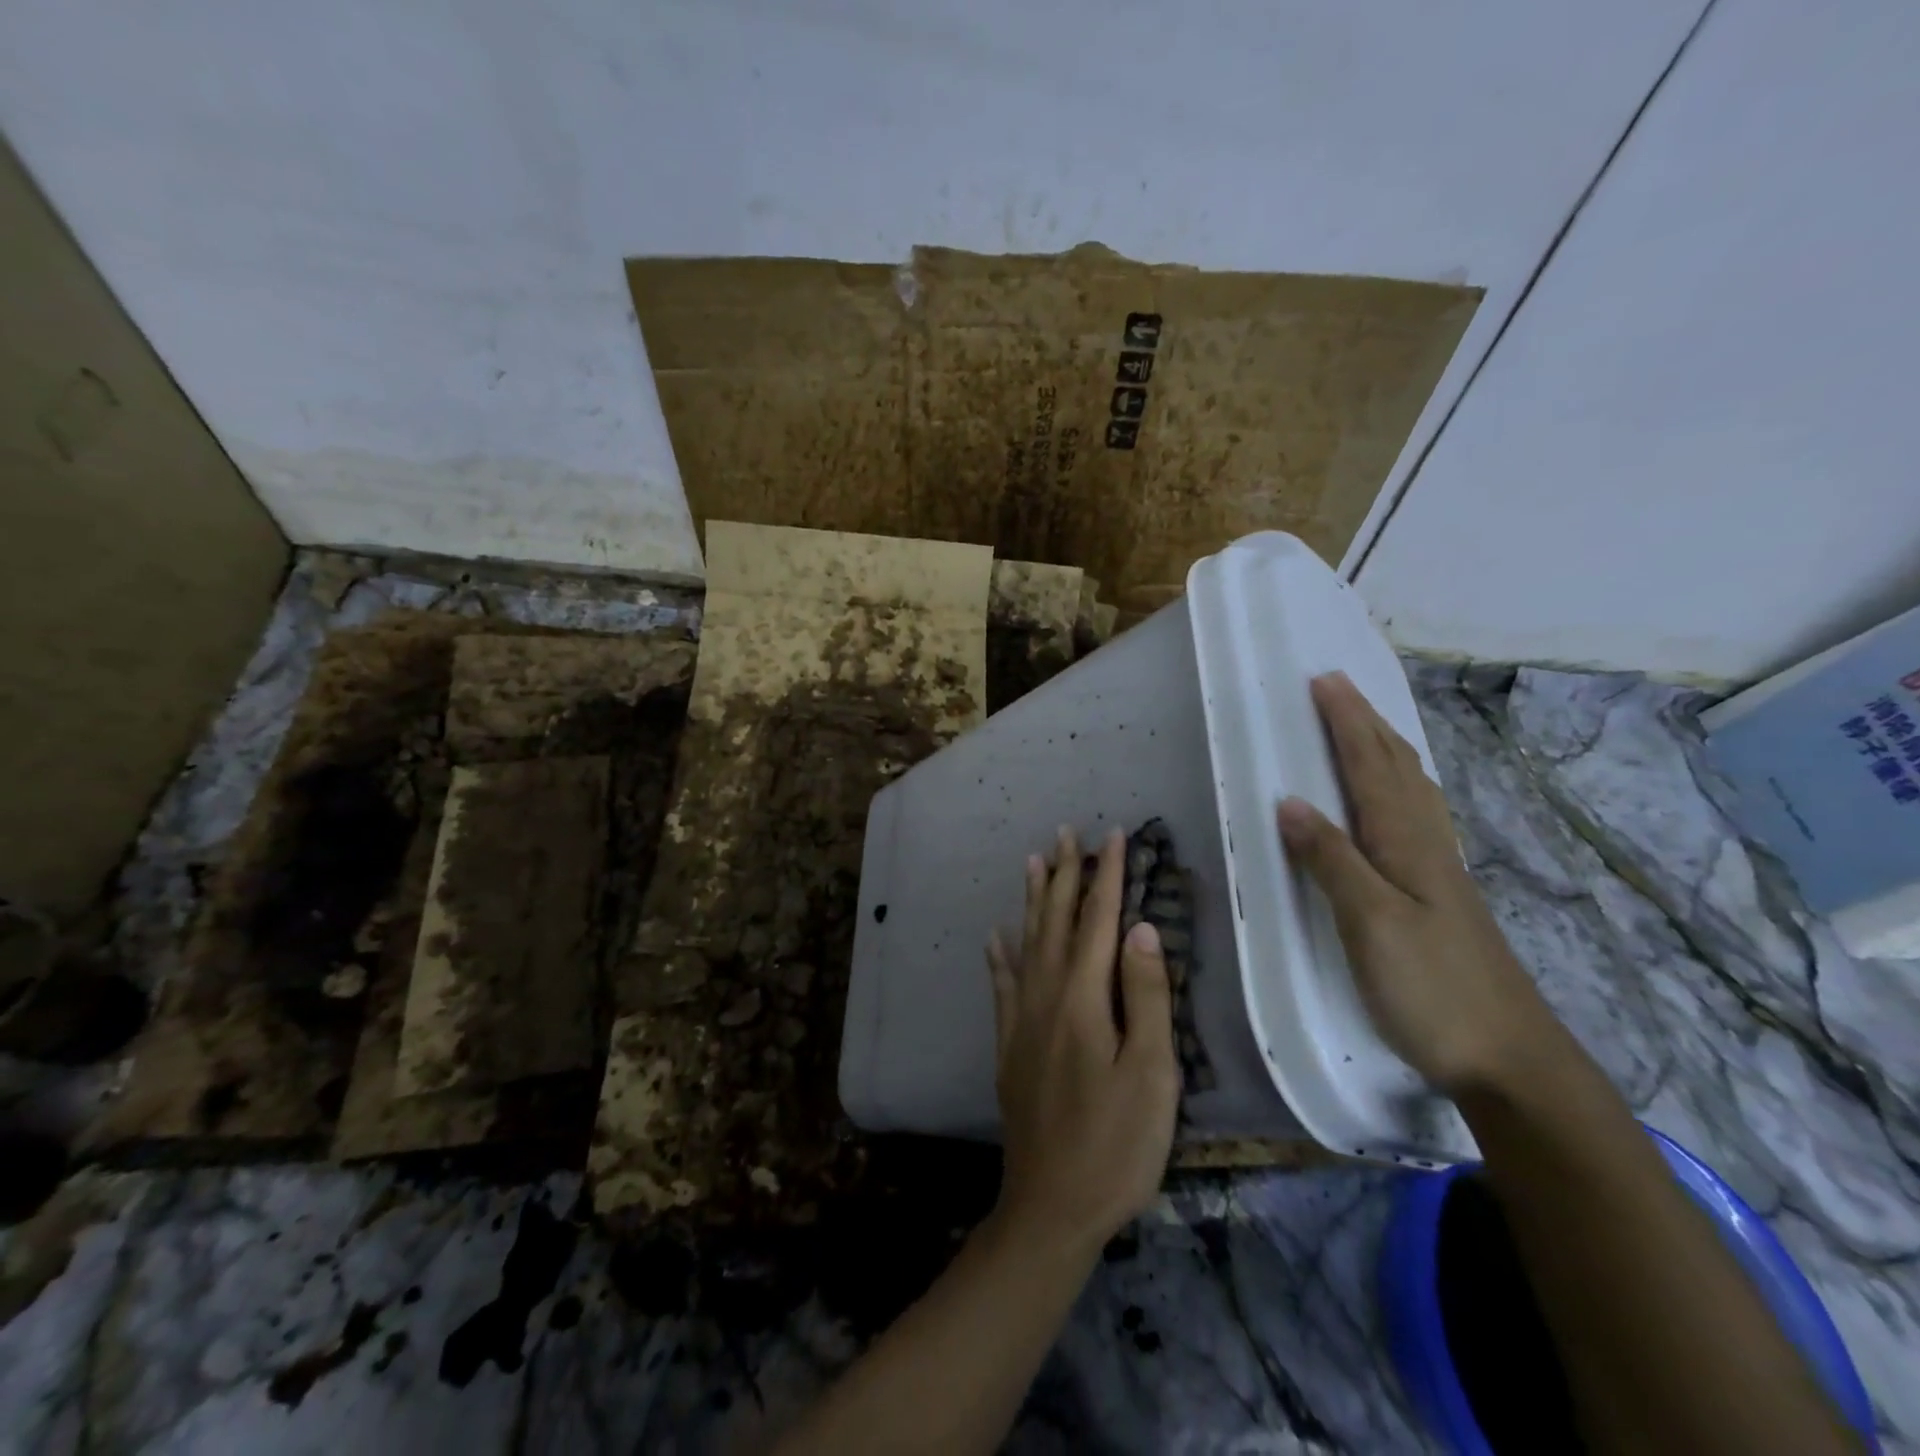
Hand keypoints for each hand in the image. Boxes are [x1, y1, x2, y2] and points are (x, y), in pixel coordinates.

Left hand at [986, 826, 1179, 1255]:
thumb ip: (1147, 997)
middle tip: (1066, 832)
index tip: (1111, 836)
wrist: (1051, 1205)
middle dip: (1064, 874)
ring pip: (1026, 943)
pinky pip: (1001, 985)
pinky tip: (994, 936)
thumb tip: (1141, 929)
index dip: (1106, 877)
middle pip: (1055, 922)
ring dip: (1032, 900)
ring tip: (1032, 861)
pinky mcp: (1009, 1045)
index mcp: (1083, 999)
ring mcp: (1021, 1020)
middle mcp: (1045, 996)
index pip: (1097, 922)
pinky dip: (999, 955)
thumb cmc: (1116, 1144)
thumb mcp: (1151, 1074)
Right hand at [1276, 673, 1556, 1095]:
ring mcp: (1440, 870)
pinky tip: (1400, 799)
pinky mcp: (1442, 895)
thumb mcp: (1371, 924)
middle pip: (1396, 768)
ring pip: (1411, 789)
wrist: (1510, 1057)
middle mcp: (1427, 845)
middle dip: (1365, 723)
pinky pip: (1417, 817)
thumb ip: (1332, 861)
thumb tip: (1290, 801)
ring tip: (1365, 725)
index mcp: (1406, 844)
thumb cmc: (1433, 988)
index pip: (1370, 767)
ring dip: (1385, 748)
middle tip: (1337, 687)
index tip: (1323, 681)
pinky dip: (1401, 786)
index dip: (1346, 723)